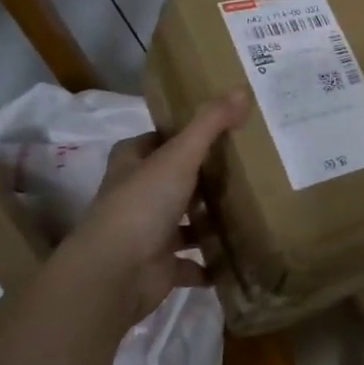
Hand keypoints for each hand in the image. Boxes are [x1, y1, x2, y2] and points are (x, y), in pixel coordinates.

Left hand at [69, 91, 248, 323]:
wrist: (114, 275)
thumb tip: (243, 89)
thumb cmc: (142, 205)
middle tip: (245, 165)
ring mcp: (147, 233)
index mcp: (132, 164)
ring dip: (208, 220)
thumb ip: (210, 124)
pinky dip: (211, 262)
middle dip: (202, 177)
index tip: (217, 129)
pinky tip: (238, 254)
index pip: (155, 141)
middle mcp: (136, 196)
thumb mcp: (179, 155)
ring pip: (184, 222)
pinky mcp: (160, 267)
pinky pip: (192, 263)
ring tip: (249, 207)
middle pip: (173, 180)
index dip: (180, 134)